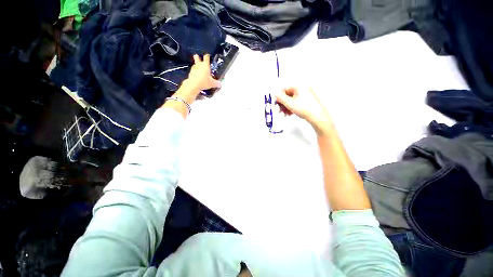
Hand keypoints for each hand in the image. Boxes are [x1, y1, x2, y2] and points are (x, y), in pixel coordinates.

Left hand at [187, 54, 221, 90]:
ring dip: (196, 66)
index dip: (207, 56)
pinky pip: (193, 71)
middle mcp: (199, 65)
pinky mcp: (190, 73)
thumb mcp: (212, 83)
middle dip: (198, 57)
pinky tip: (197, 76)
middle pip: (197, 57)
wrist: (194, 84)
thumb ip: (217, 83)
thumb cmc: (204, 81)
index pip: (206, 57)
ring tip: (199, 70)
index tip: (208, 56)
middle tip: (199, 58)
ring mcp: (194, 68)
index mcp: (205, 65)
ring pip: (194, 64)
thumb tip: (220, 84)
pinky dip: (194, 72)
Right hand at [275, 87, 333, 135]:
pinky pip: (296, 103)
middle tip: (279, 110)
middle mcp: (302, 89)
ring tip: (284, 113)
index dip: (279, 97)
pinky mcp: (306, 102)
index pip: (284, 89)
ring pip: (291, 100)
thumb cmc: (305, 108)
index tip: (276, 103)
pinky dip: (291, 108)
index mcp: (299, 86)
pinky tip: (289, 114)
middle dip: (282, 103)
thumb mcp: (289, 103)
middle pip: (287, 95)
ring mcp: (305, 96)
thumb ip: (280, 97)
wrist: (317, 116)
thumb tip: (275, 94)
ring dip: (286, 107)